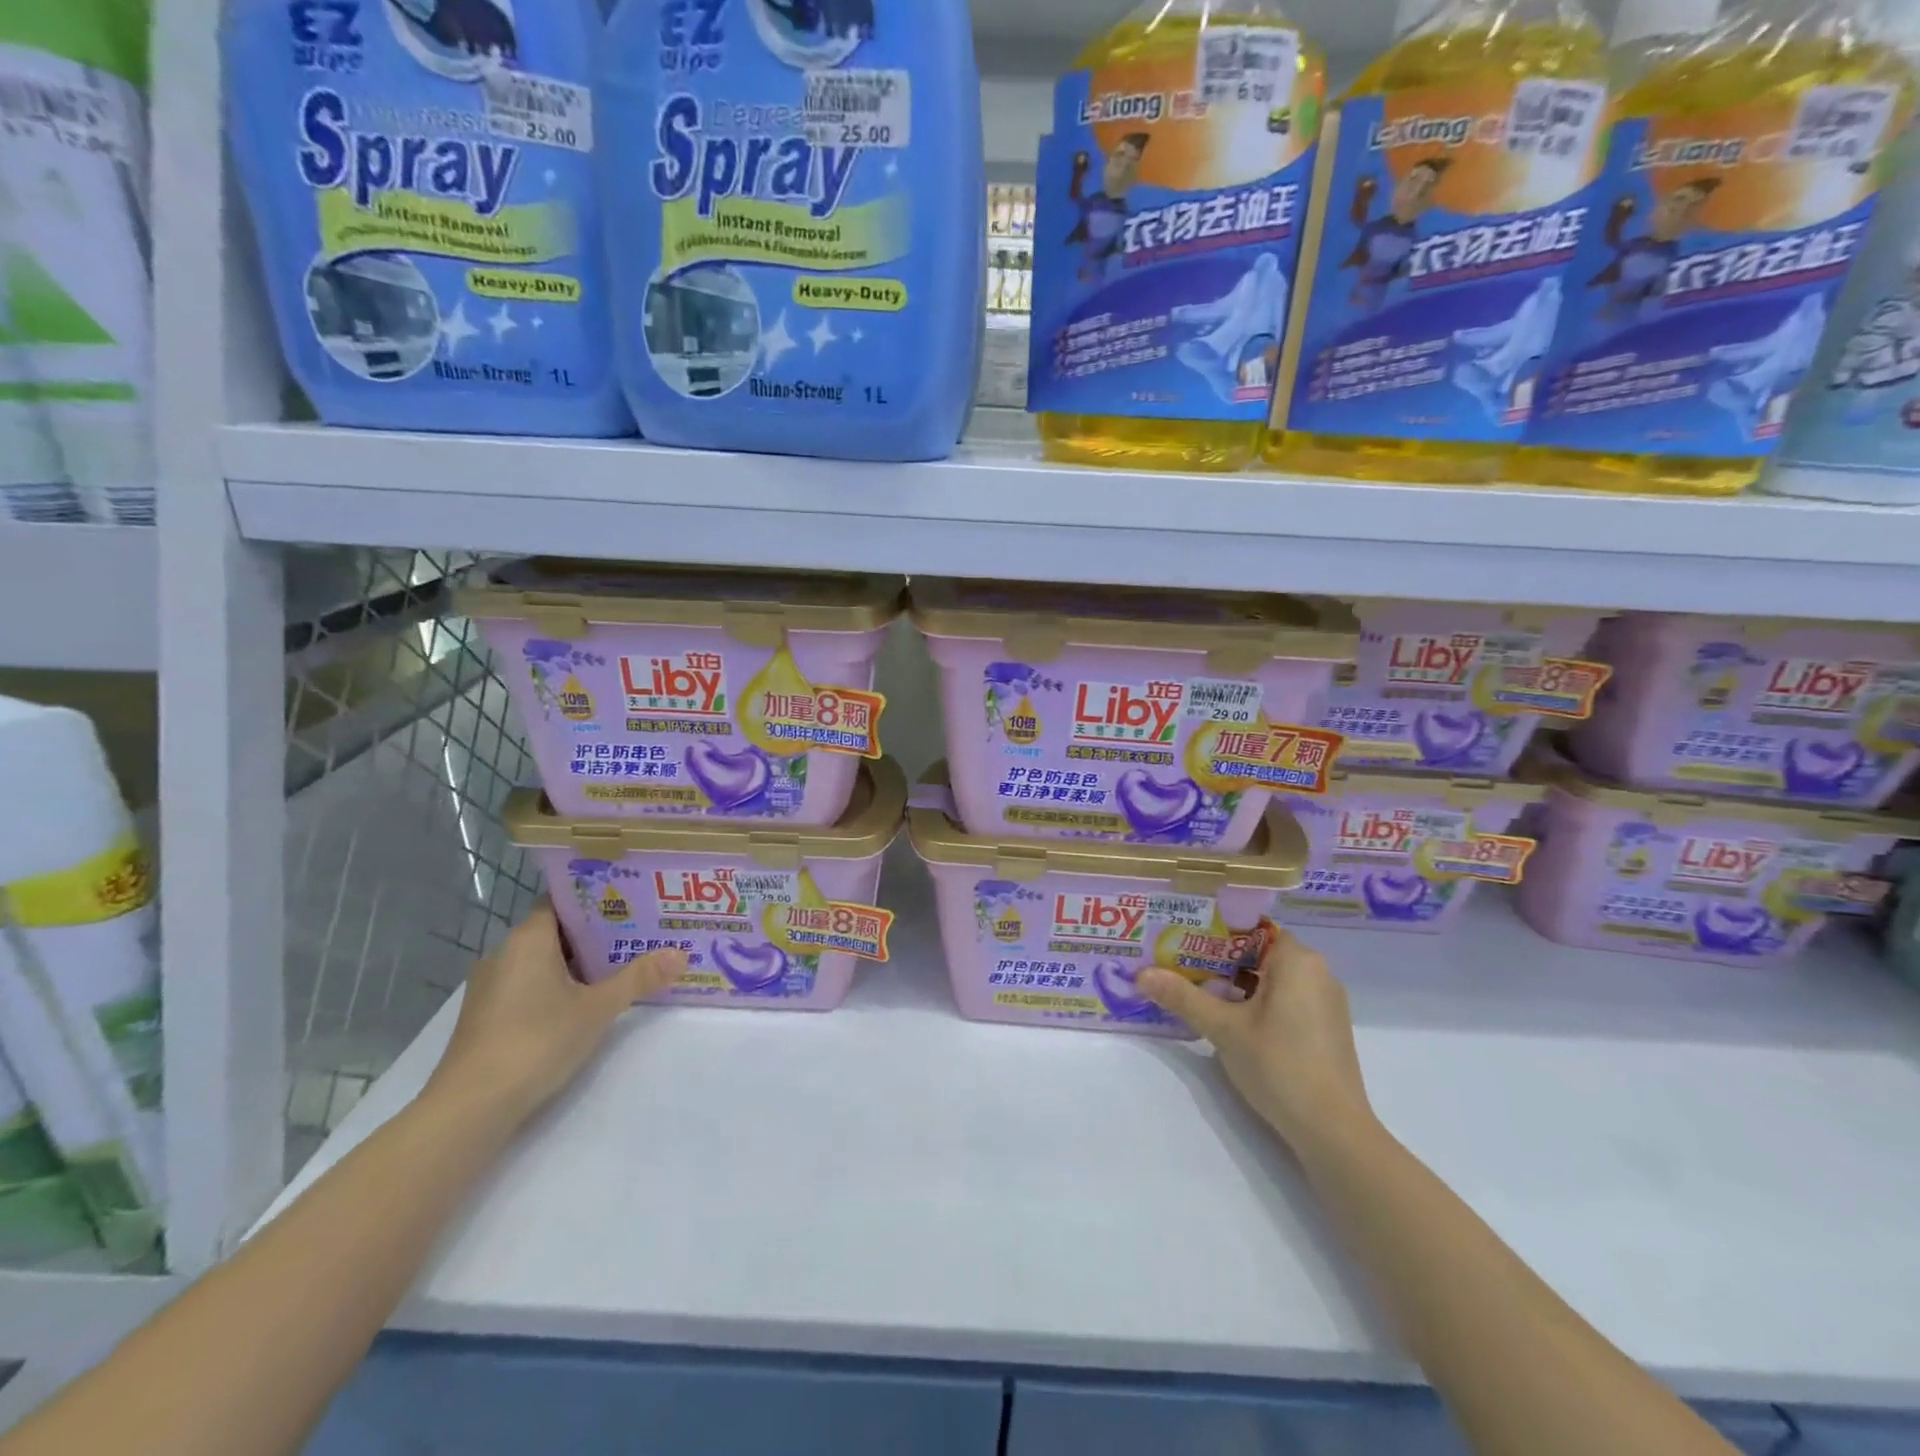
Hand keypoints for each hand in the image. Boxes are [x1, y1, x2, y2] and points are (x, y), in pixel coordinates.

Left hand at [425, 903, 686, 1128]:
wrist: (470, 1108)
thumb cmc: (536, 1041)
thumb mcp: (597, 1008)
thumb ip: (638, 978)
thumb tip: (681, 953)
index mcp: (528, 939)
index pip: (561, 901)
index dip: (595, 900)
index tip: (630, 901)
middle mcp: (504, 954)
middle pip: (555, 932)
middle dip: (595, 934)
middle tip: (638, 933)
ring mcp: (491, 987)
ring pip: (542, 961)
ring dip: (577, 964)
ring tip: (620, 965)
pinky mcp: (487, 1017)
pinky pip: (529, 986)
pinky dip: (557, 987)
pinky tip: (585, 1002)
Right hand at [1138, 930, 1374, 1159]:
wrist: (1333, 1131)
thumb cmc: (1278, 1064)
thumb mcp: (1223, 1028)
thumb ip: (1183, 997)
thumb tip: (1141, 974)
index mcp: (1297, 959)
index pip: (1250, 927)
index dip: (1214, 930)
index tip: (1181, 937)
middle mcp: (1317, 972)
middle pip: (1259, 952)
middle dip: (1219, 959)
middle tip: (1178, 963)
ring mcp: (1325, 1002)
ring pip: (1272, 977)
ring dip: (1236, 982)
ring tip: (1195, 989)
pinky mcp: (1325, 1028)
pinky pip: (1286, 998)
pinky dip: (1257, 1001)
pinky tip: (1229, 1018)